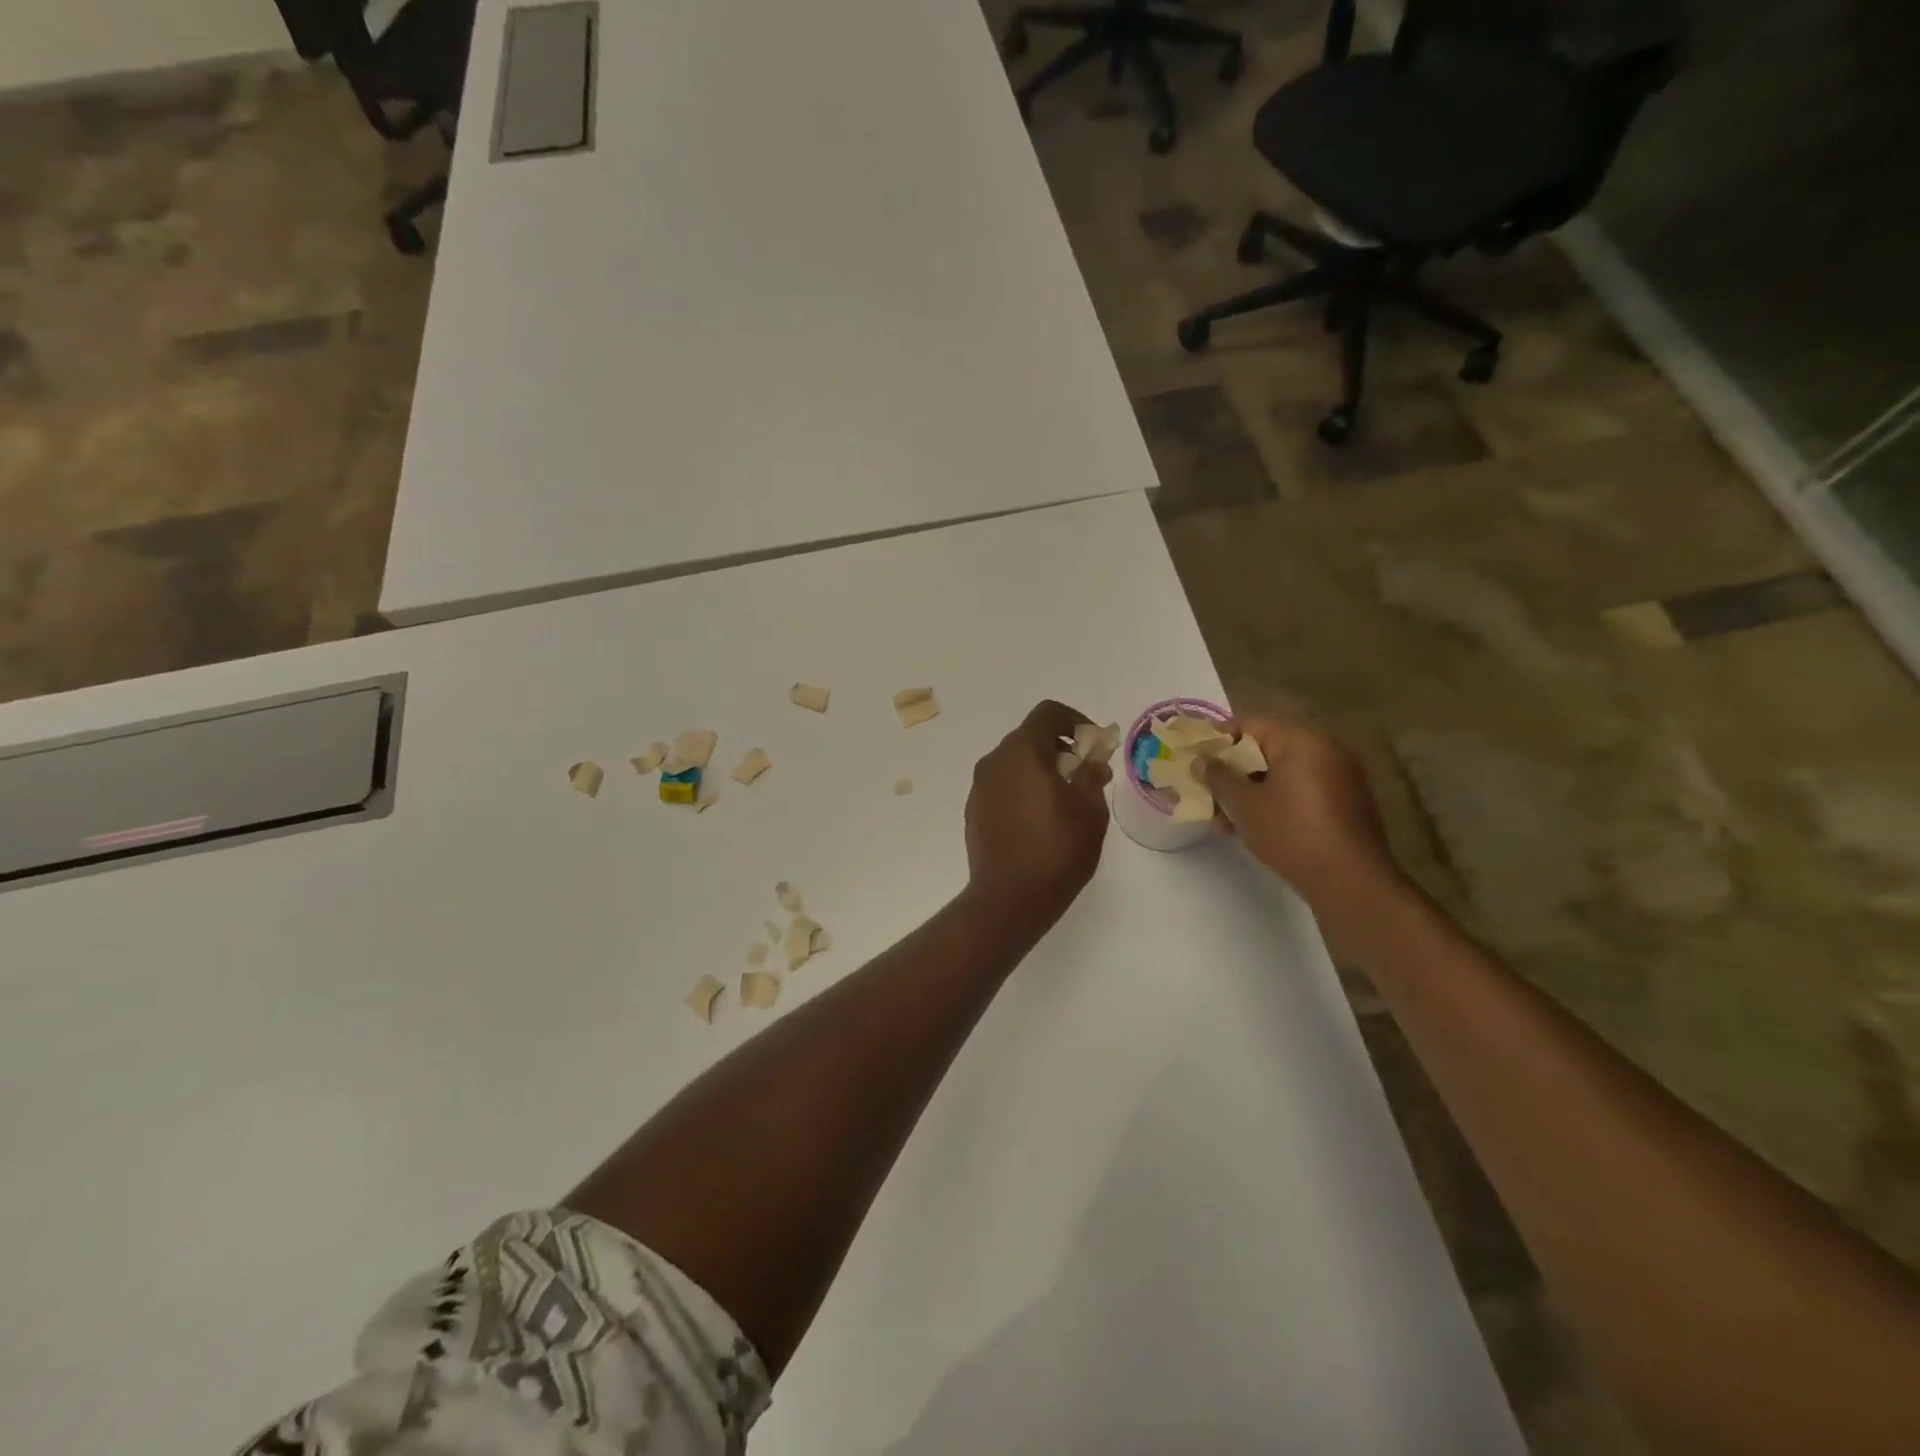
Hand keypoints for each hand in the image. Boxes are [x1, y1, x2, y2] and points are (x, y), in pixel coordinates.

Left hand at [964, 700, 1111, 928]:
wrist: (1009, 899)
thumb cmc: (1056, 849)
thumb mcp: (1089, 810)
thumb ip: (1091, 776)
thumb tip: (1092, 761)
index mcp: (1021, 751)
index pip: (1048, 713)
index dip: (1075, 720)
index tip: (1094, 745)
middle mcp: (993, 762)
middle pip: (1029, 738)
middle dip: (1060, 749)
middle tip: (1085, 775)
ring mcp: (979, 788)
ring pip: (1014, 764)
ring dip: (1041, 771)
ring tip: (1067, 801)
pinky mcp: (974, 812)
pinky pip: (1003, 788)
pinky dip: (1023, 791)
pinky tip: (1041, 822)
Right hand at [1196, 717, 1402, 909]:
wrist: (1351, 881)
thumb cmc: (1291, 833)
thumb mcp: (1244, 805)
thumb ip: (1218, 777)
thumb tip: (1201, 760)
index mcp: (1301, 740)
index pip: (1249, 724)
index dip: (1216, 739)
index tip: (1194, 758)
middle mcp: (1325, 749)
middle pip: (1265, 749)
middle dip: (1232, 771)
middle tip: (1206, 792)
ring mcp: (1339, 776)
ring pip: (1281, 773)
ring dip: (1251, 790)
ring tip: (1224, 819)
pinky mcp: (1345, 802)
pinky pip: (1300, 790)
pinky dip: (1275, 801)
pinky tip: (1254, 827)